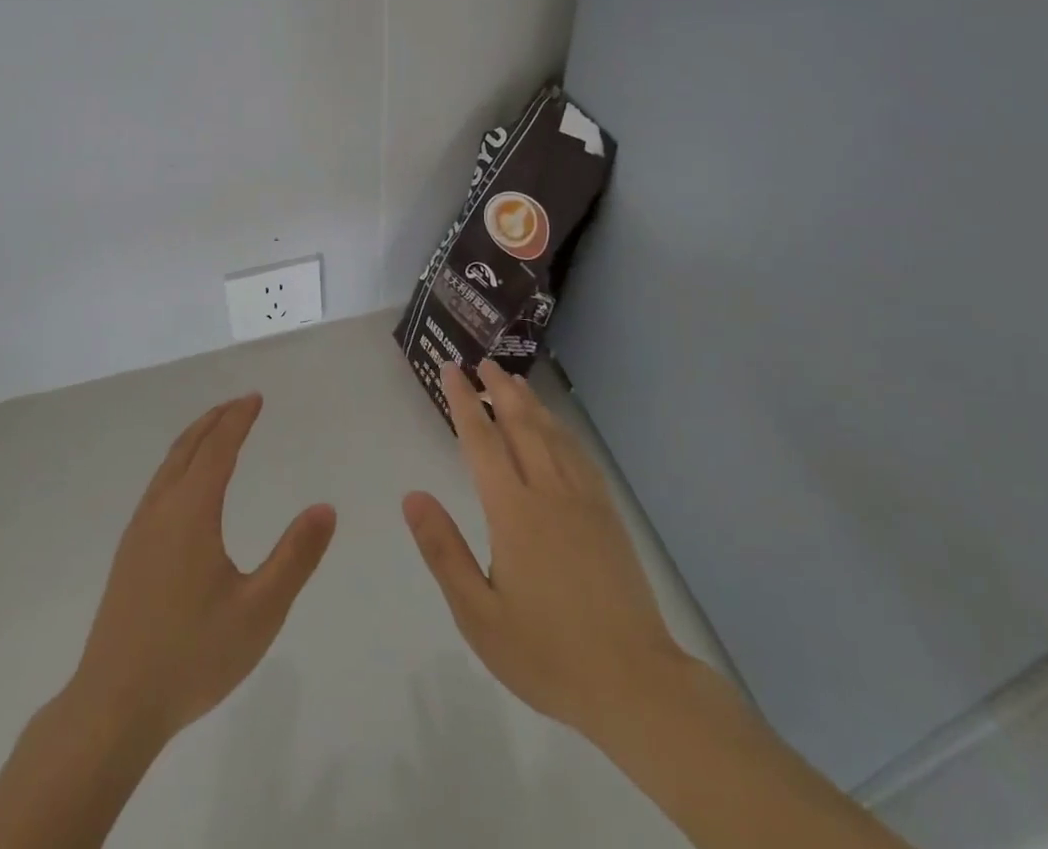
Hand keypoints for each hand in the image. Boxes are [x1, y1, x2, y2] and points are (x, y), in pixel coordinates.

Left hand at [71, 393, 336, 745]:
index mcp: (191, 512)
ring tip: (215, 432)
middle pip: (188, 448)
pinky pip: (157, 487)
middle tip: (240, 404)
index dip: (238, 419)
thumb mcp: (259, 611)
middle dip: (215, 420)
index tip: (255, 398)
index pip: (218, 449)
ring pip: (168, 466)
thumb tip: (325, 508)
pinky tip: (185, 488)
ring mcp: (139, 531)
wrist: (113, 706)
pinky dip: (178, 464)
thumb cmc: (192, 655)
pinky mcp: (128, 554)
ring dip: (194, 440)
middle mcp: (161, 510)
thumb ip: (295, 557)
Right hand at [403, 361, 690, 747]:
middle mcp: (549, 492)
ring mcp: (584, 501)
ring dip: (531, 403)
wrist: (634, 684)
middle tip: (484, 362)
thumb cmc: (546, 653)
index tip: (452, 370)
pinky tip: (558, 429)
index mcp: (513, 512)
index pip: (482, 441)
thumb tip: (412, 496)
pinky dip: (563, 431)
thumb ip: (443, 551)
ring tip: (514, 381)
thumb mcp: (478, 614)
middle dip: (500, 389)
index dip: (464, 402)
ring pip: (553, 435)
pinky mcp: (608, 516)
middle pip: (521, 424)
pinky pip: (580, 456)